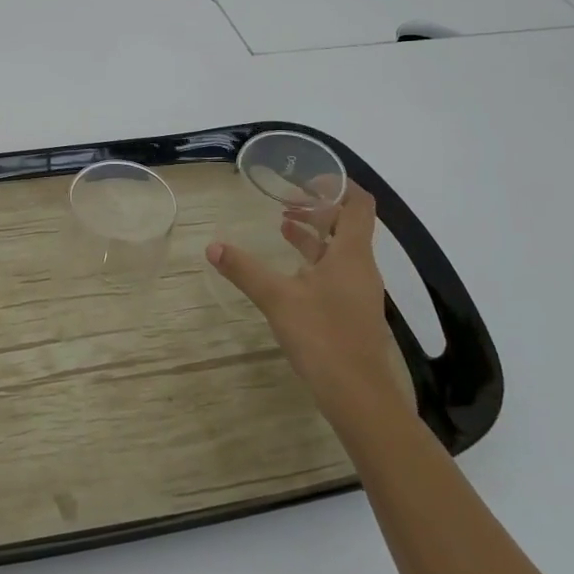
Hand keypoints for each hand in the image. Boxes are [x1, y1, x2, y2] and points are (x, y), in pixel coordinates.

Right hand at [206, 183, 405, 421]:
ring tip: (282, 225)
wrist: (357, 395)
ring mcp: (359, 291)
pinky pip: (336, 271)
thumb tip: (213, 246)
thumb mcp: (277, 298)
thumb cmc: (322, 336)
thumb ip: (245, 270)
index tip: (308, 179)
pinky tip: (291, 269)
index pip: (358, 204)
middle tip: (286, 201)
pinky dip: (314, 259)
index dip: (338, 185)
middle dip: (318, 208)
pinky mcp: (351, 310)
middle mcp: (360, 267)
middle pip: (348, 224)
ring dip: (315, 234)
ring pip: (340, 250)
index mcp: (351, 254)